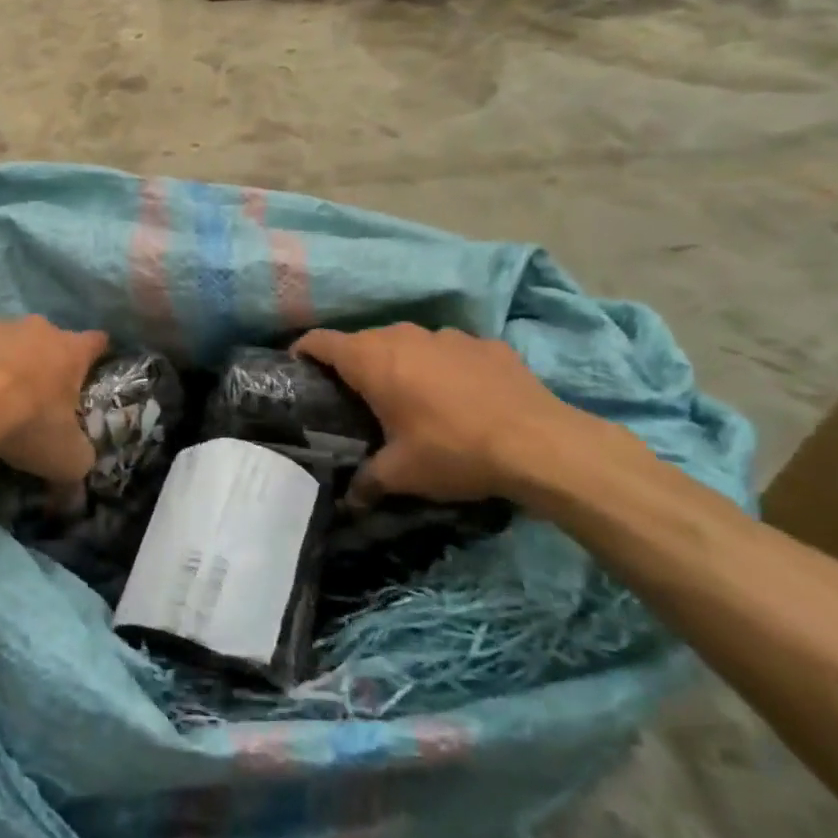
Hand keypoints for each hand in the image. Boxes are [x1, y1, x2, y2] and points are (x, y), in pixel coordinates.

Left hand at [0, 317, 107, 483]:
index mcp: (71, 351)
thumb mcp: (66, 460)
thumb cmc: (27, 425)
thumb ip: (78, 468)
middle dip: (47, 362)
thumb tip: (75, 497)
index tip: (92, 372)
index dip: (97, 356)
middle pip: (50, 339)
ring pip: (7, 340)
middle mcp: (38, 329)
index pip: (97, 342)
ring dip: (6, 361)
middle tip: (39, 396)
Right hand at [293, 324, 591, 503]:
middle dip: (353, 364)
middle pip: (363, 341)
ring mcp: (447, 335)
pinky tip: (458, 396)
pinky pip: (449, 351)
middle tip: (353, 397)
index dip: (303, 351)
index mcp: (372, 360)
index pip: (321, 341)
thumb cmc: (453, 452)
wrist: (540, 443)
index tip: (297, 369)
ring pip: (408, 342)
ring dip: (400, 363)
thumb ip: (366, 483)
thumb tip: (348, 502)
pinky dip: (443, 367)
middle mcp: (404, 336)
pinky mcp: (485, 343)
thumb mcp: (402, 475)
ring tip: (408, 397)